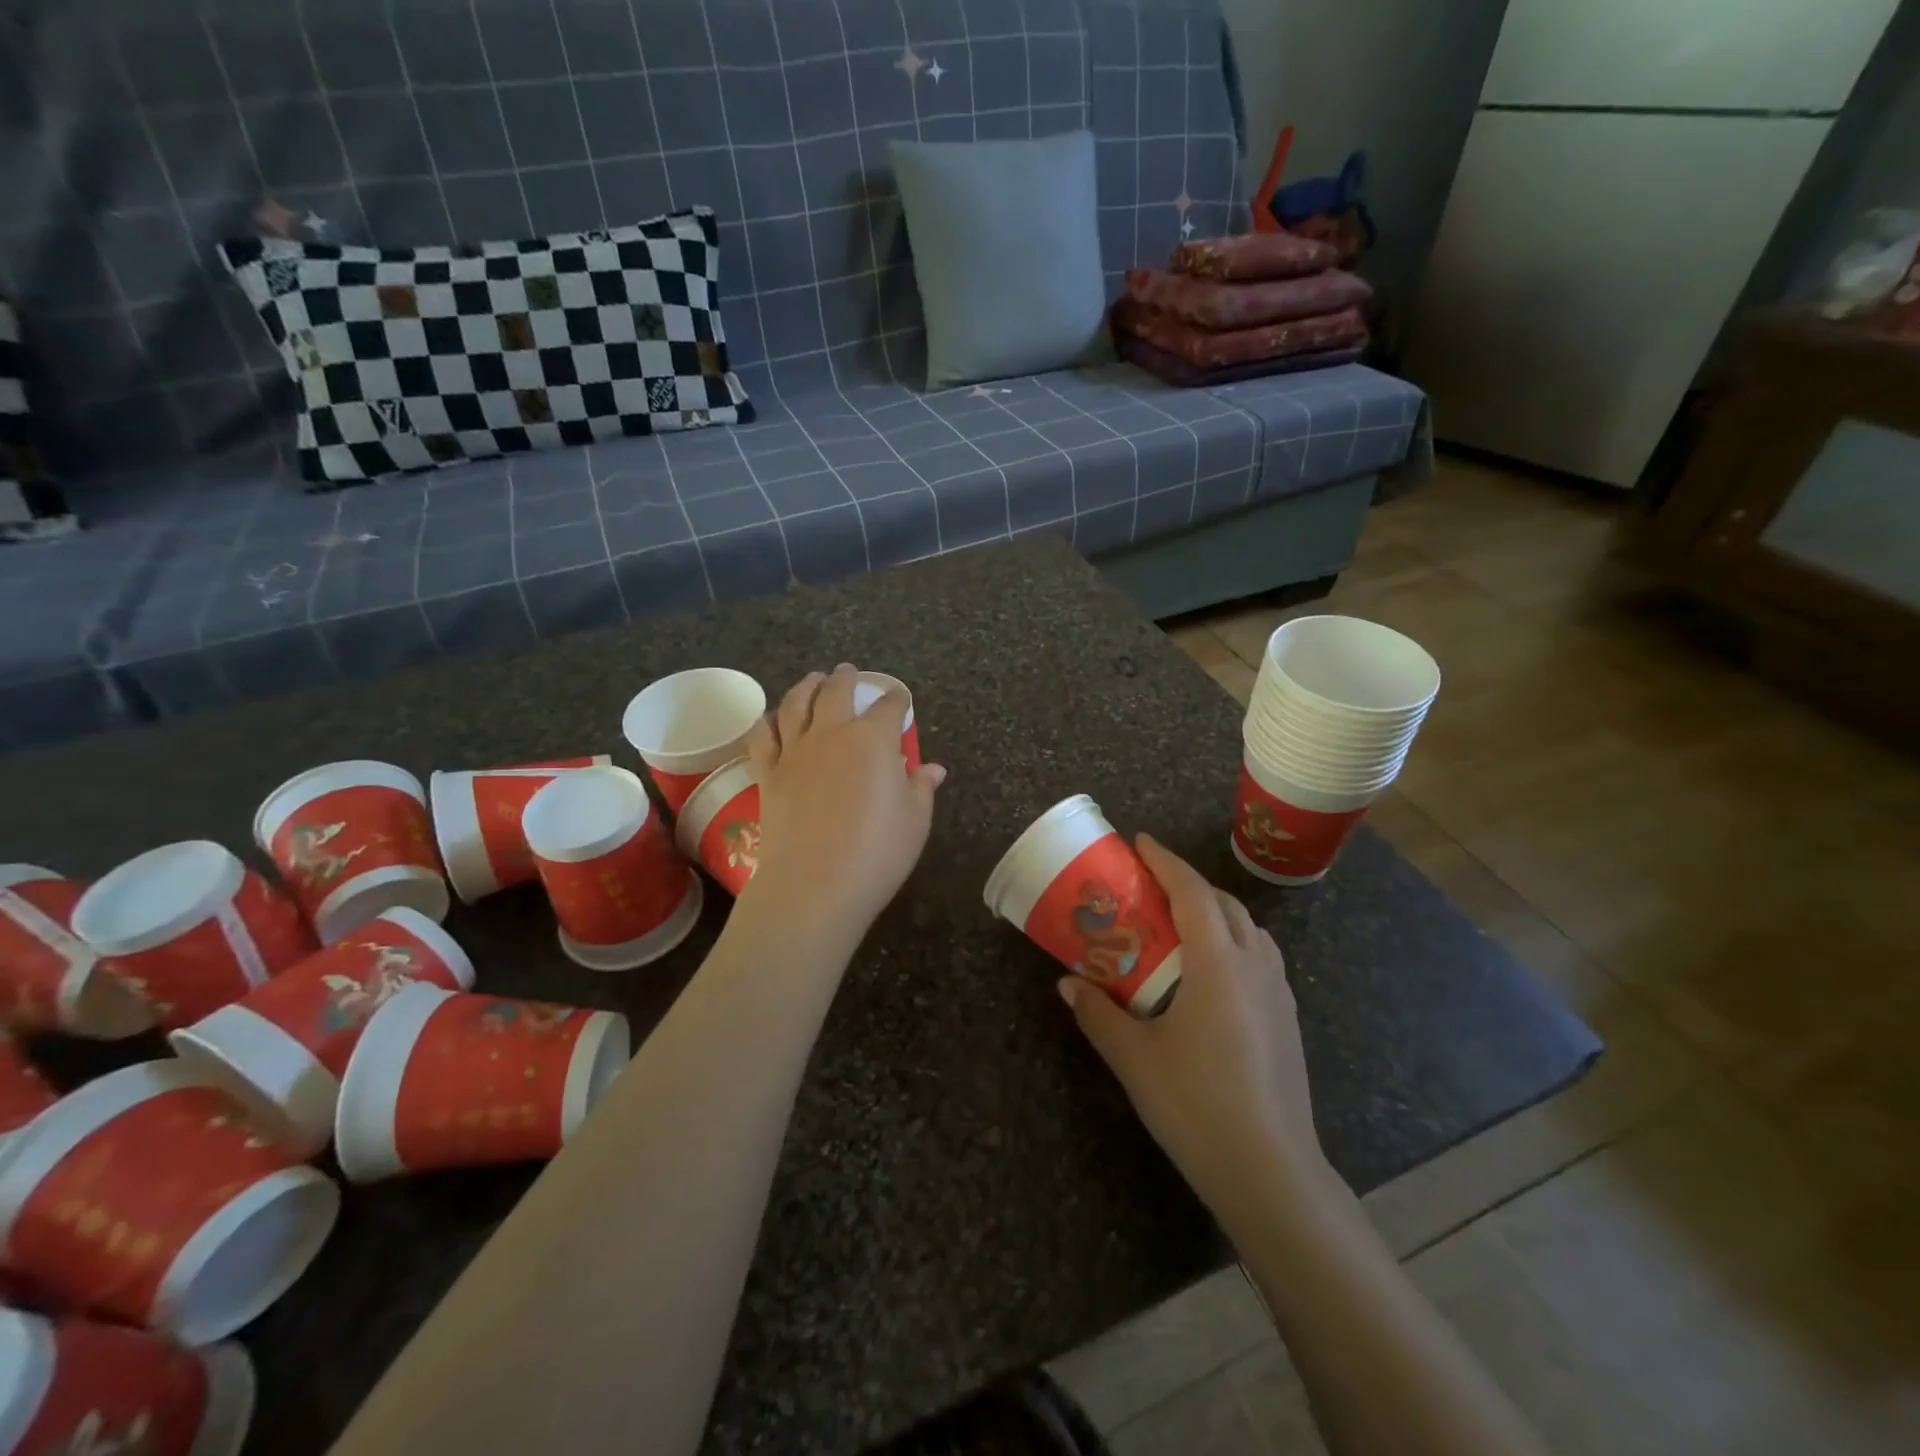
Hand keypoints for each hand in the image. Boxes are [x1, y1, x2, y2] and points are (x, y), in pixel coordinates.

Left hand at [741, 664, 946, 938]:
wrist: (815, 884)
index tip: (900, 698)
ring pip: (797, 703)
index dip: (897, 699)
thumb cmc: (877, 852)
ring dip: (807, 686)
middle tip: (848, 671)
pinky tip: (773, 719)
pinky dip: (769, 721)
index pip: (889, 706)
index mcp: (873, 739)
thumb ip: (922, 788)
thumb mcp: (915, 821)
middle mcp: (832, 733)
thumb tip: (934, 769)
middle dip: (846, 677)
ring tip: (812, 681)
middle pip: (836, 691)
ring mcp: (795, 751)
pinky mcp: (768, 773)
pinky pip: (763, 735)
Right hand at [1059, 836, 1327, 1211]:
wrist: (1270, 1171)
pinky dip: (1232, 941)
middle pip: (1223, 903)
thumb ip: (1099, 1013)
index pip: (1192, 892)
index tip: (1140, 842)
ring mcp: (1277, 992)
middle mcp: (1253, 965)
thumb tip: (1068, 985)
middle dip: (1188, 883)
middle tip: (1150, 886)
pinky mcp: (1287, 1019)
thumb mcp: (1134, 1057)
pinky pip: (1259, 956)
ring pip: (1248, 929)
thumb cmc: (1196, 1104)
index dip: (1165, 862)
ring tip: (1179, 923)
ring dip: (1214, 911)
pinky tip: (1210, 972)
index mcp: (1218, 963)